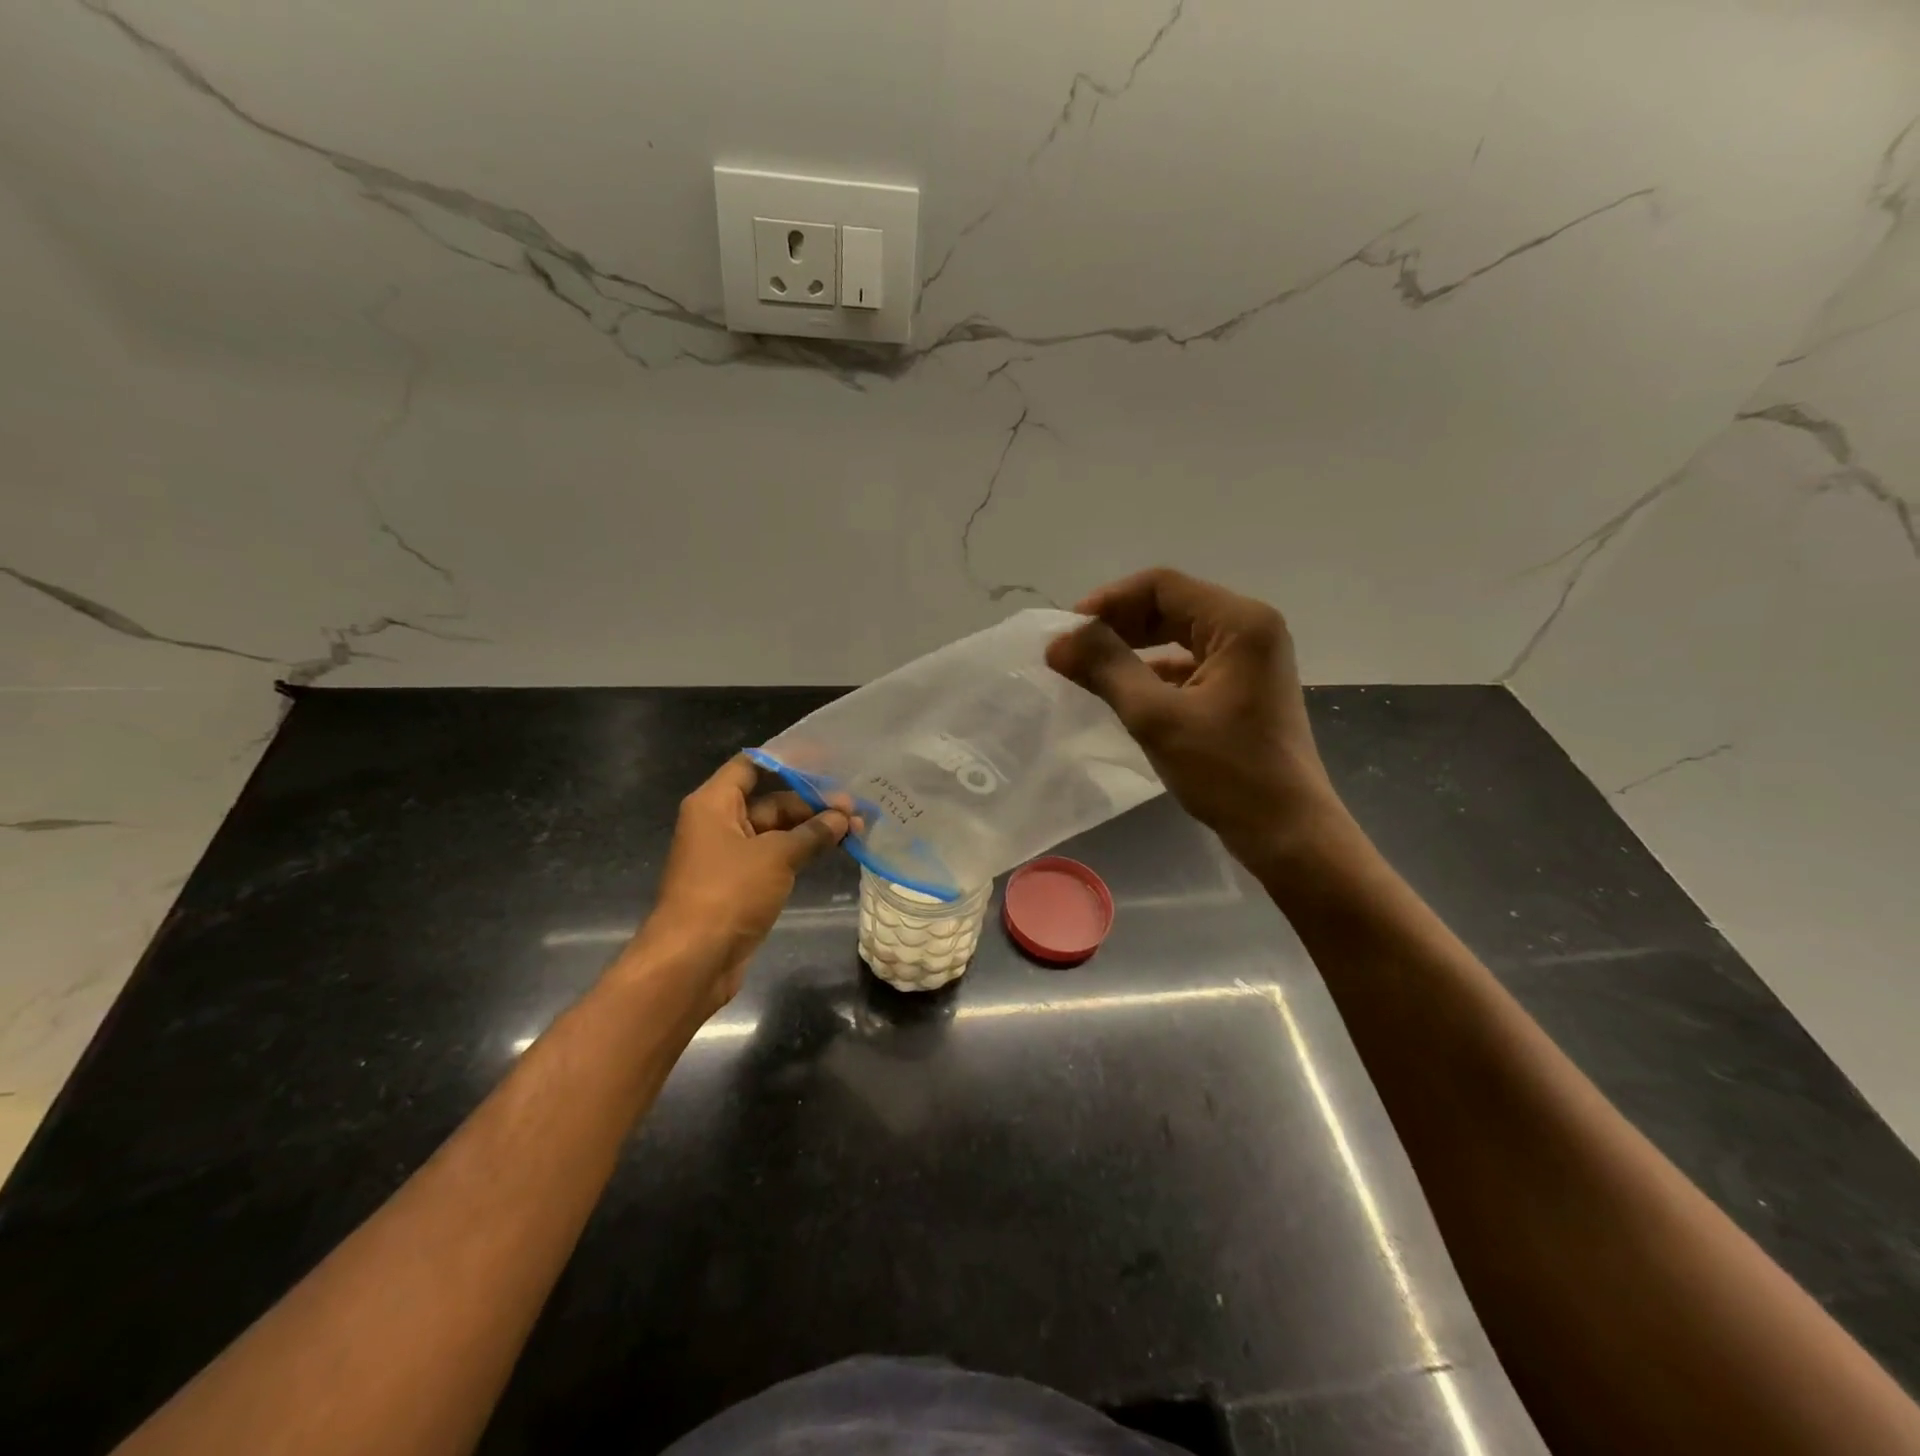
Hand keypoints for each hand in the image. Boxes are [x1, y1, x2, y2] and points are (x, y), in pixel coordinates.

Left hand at [623, 756, 850, 1015]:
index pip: (751, 765)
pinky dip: (801, 852)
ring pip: (776, 831)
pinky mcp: (741, 884)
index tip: (826, 760)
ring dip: (811, 829)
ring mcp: (730, 856)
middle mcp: (719, 823)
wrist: (693, 960)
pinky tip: (834, 850)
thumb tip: (843, 818)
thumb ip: (812, 833)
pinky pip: (775, 857)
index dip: (787, 760)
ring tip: (855, 828)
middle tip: (854, 807)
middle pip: (769, 800)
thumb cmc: (728, 893)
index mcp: (715, 804)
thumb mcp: (776, 856)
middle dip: (811, 803)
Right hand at [1046, 568, 1339, 867]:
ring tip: (1089, 670)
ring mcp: (1250, 658)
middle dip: (1118, 625)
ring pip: (1177, 635)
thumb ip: (1106, 669)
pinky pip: (1189, 663)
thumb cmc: (1226, 772)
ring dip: (1132, 648)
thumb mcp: (1156, 717)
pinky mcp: (1243, 686)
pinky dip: (1153, 671)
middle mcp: (1250, 628)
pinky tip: (1123, 692)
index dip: (1108, 602)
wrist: (1287, 832)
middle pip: (1170, 606)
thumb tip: (1057, 641)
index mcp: (1239, 622)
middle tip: (1072, 651)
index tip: (1067, 633)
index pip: (1161, 586)